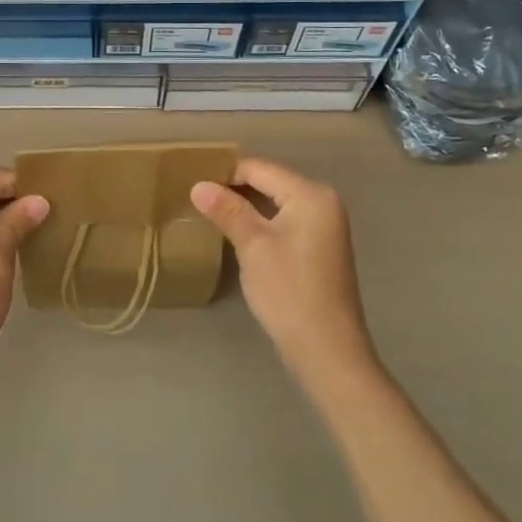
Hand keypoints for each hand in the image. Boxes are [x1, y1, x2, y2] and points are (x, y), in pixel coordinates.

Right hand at [190, 157, 376, 383]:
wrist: (328, 353)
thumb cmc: (289, 292)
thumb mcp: (253, 246)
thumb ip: (227, 210)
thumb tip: (198, 185)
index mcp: (311, 194)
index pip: (260, 168)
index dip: (225, 173)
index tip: (193, 183)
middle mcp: (323, 201)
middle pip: (270, 181)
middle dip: (235, 188)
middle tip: (198, 197)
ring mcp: (326, 225)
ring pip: (276, 202)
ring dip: (246, 205)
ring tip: (211, 213)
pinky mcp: (321, 246)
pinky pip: (285, 220)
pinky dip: (262, 221)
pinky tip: (239, 233)